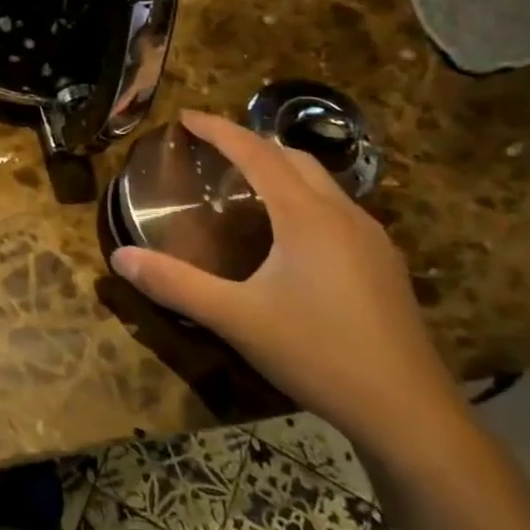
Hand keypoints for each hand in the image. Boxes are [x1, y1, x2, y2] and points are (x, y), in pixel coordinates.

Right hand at [111, 112, 465, 458]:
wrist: (410, 413)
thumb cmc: (318, 354)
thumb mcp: (235, 319)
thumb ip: (175, 284)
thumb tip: (120, 257)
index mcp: (306, 217)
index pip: (256, 153)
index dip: (219, 130)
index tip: (186, 116)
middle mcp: (343, 215)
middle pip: (293, 158)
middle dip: (251, 143)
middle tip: (212, 148)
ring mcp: (372, 239)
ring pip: (321, 183)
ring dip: (281, 169)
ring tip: (245, 184)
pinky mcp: (384, 265)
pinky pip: (336, 208)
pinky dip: (303, 197)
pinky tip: (290, 232)